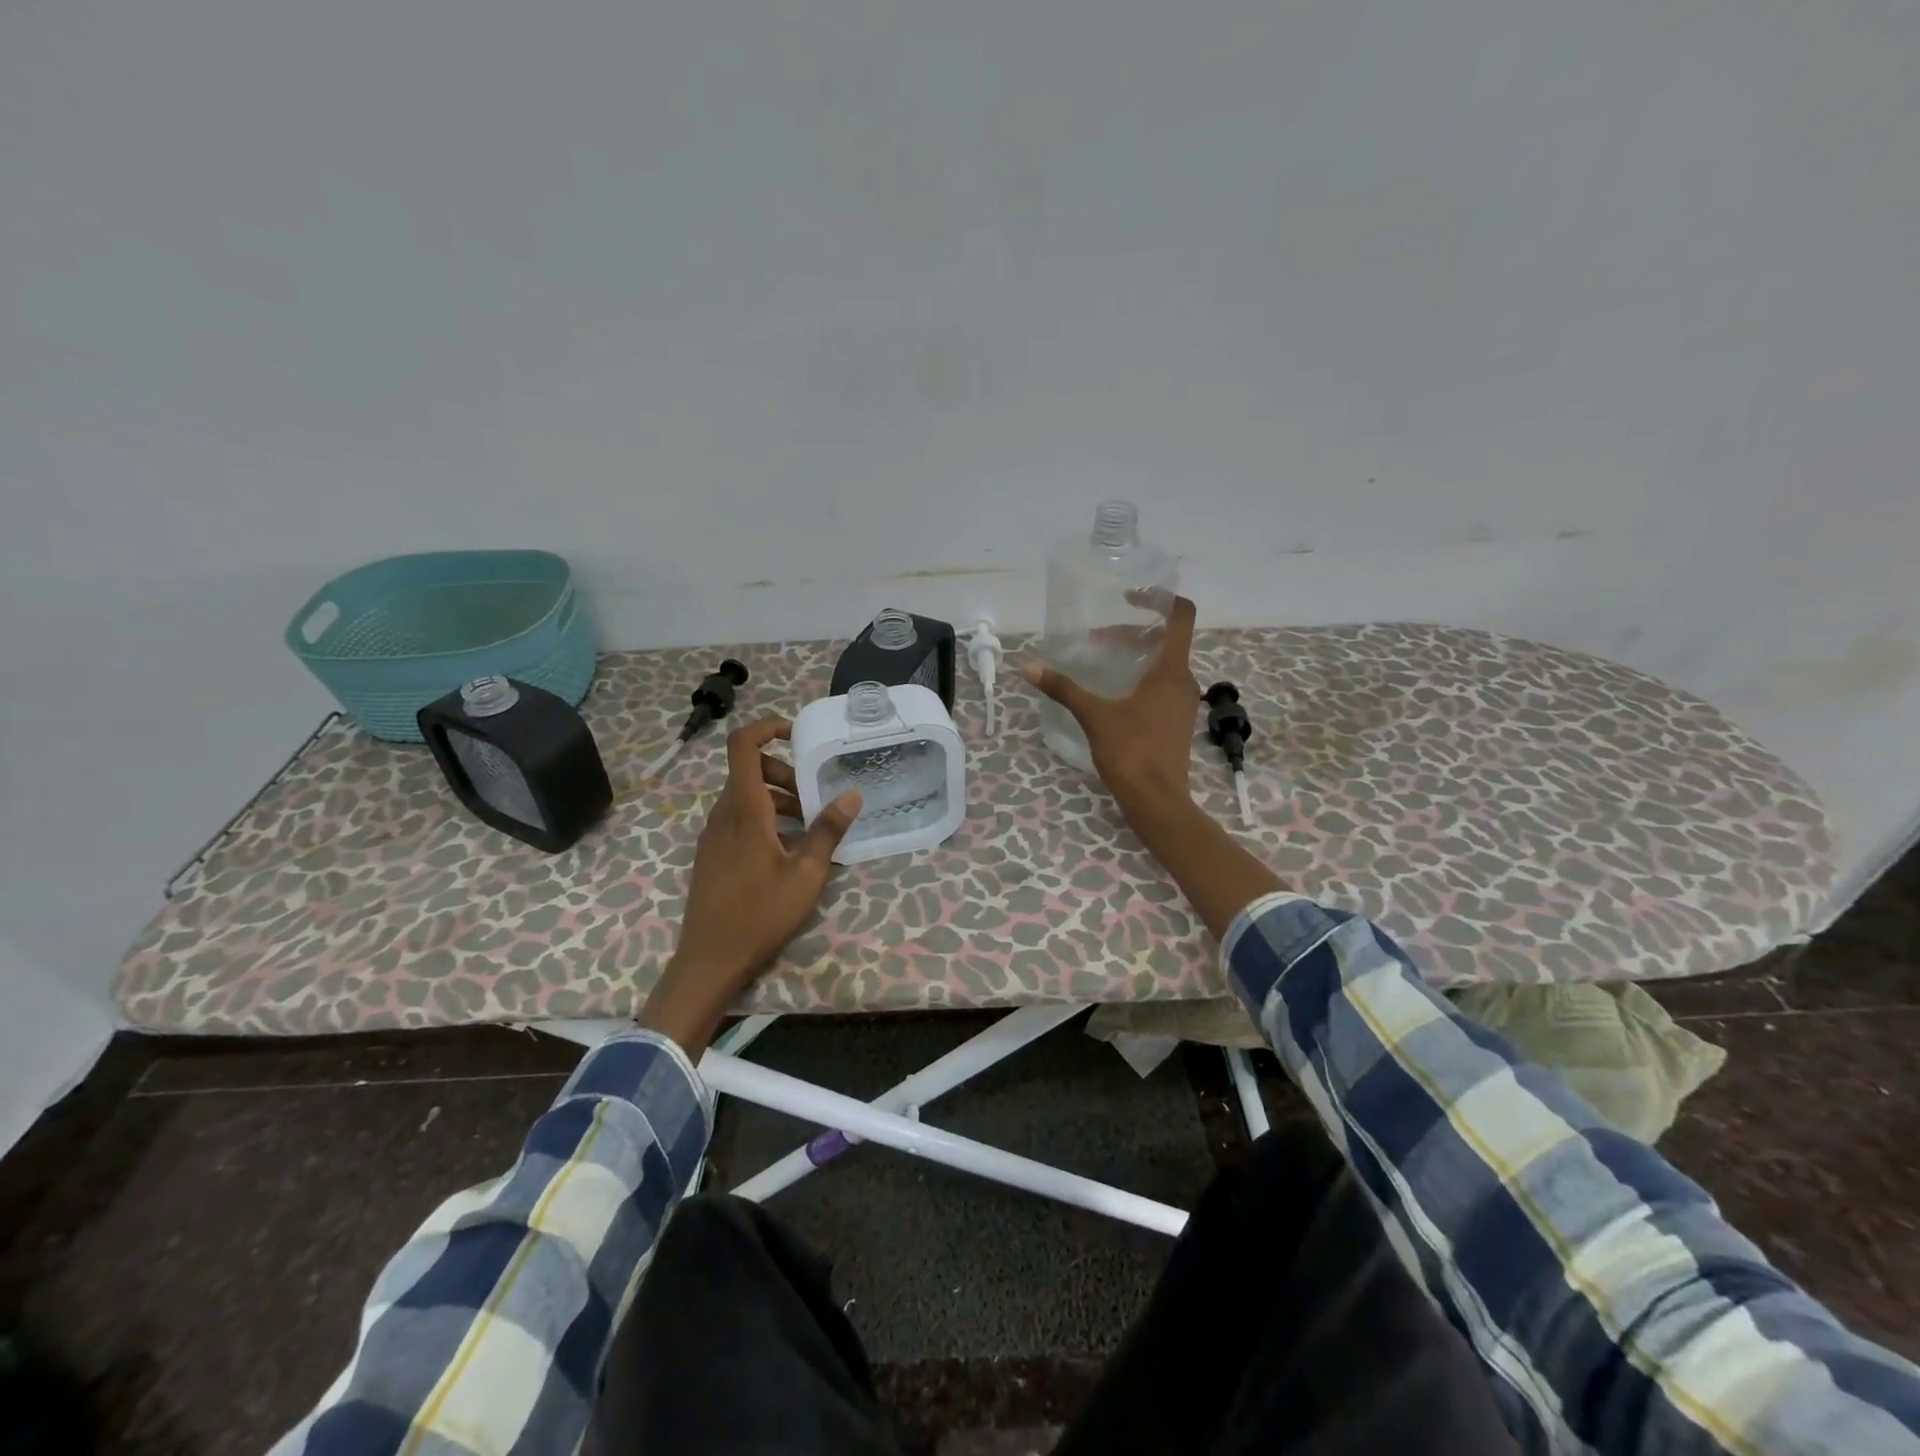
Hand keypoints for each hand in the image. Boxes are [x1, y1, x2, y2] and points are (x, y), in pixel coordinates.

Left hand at [637, 717, 861, 1054]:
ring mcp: (713, 834)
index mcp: (744, 809)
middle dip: (785, 773)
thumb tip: (852, 795)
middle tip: (815, 799)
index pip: (742, 745)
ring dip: (778, 800)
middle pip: (749, 770)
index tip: (797, 735)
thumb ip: (828, 831)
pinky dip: (764, 819)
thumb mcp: (806, 874)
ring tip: (808, 829)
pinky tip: (787, 852)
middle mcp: (723, 813)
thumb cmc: (760, 914)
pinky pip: (738, 818)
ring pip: (746, 796)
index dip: (767, 728)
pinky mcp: (712, 853)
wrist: (709, 960)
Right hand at [1022, 597, 1287, 937]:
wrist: (1157, 801)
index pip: (1180, 615)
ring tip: (1100, 663)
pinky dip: (1140, 678)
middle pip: (1165, 640)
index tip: (1128, 597)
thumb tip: (1026, 665)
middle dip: (1131, 633)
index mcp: (1171, 670)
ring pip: (1163, 664)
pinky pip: (1161, 685)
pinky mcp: (1176, 721)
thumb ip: (1063, 687)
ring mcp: (1183, 703)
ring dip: (1134, 657)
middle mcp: (1184, 680)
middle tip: (1097, 639)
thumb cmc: (1131, 751)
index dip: (1158, 598)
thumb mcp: (1094, 715)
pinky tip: (1112, 693)